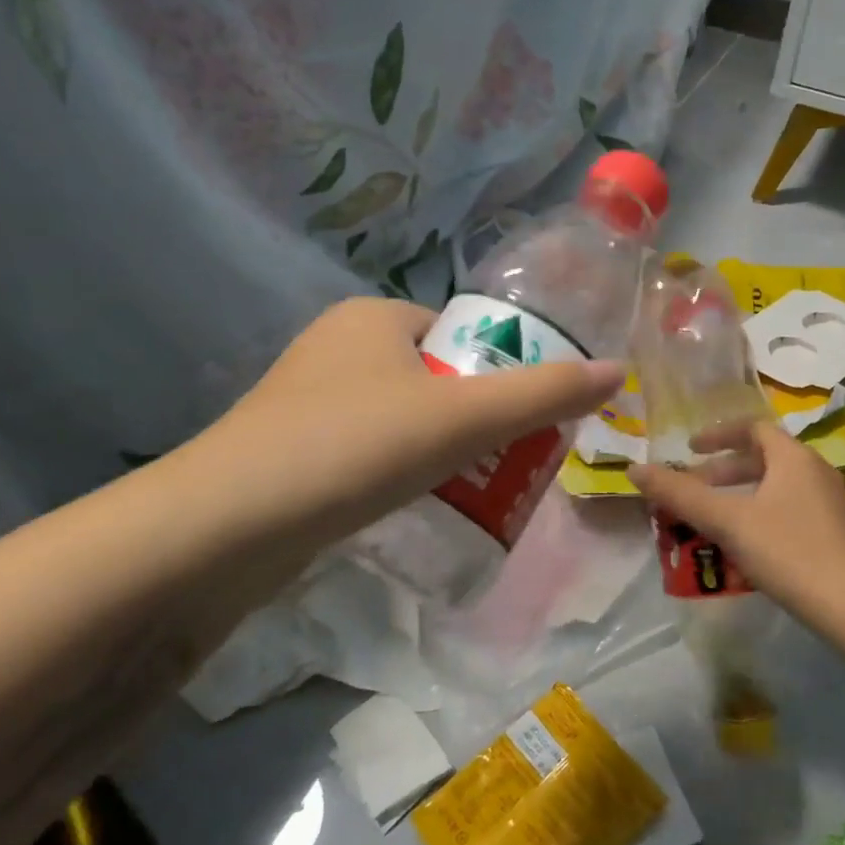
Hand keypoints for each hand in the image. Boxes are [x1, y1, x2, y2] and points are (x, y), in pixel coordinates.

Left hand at [186, 296, 624, 550]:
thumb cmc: (354, 447)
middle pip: (431, 377)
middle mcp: (335, 347)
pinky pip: (365, 452)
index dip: (498, 369)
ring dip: (435, 449)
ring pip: (397, 418)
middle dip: (470, 416)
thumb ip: (543, 395)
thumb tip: (618, 372)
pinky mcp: (288, 452)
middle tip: (504, 461)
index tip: (524, 418)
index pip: (457, 332)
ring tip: (469, 489)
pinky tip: (410, 507)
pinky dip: (394, 472)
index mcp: (372, 317)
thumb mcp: (462, 418)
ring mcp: (305, 401)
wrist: (227, 527)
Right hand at [629, 422, 844, 624]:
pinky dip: (758, 514)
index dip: (717, 434)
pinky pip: (787, 508)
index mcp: (794, 457)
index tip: (689, 449)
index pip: (752, 428)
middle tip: (693, 488)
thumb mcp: (726, 520)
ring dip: (738, 495)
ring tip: (710, 519)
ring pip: (774, 486)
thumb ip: (679, 494)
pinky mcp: (833, 532)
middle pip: (762, 458)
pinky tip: (742, 545)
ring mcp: (828, 503)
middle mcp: (815, 471)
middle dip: (722, 471)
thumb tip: (634, 470)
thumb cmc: (786, 550)